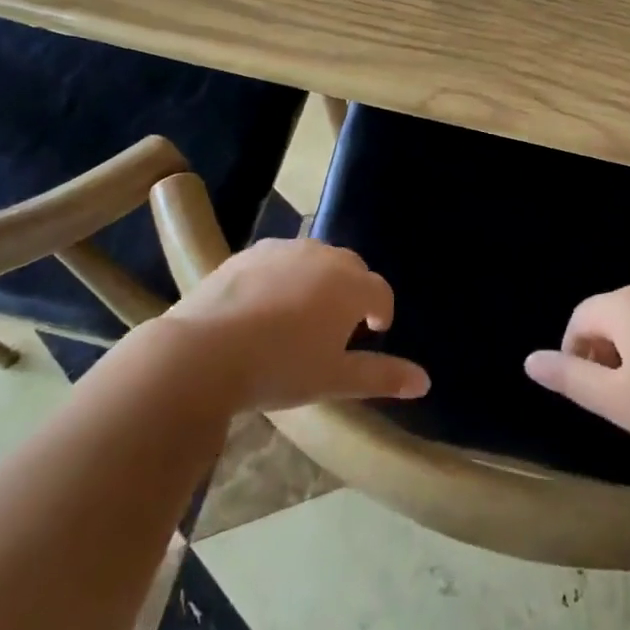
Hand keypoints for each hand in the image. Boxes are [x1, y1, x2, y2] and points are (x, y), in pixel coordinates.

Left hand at [164, 238, 429, 411]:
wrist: (205, 351)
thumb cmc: (280, 368)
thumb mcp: (334, 380)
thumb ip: (382, 377)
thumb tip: (424, 381)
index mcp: (350, 285)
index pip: (381, 292)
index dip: (381, 313)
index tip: (373, 333)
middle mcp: (324, 256)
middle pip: (351, 269)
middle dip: (351, 293)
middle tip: (337, 328)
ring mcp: (286, 248)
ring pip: (316, 260)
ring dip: (318, 282)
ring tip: (300, 317)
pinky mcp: (252, 251)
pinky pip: (281, 259)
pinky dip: (284, 276)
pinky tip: (264, 306)